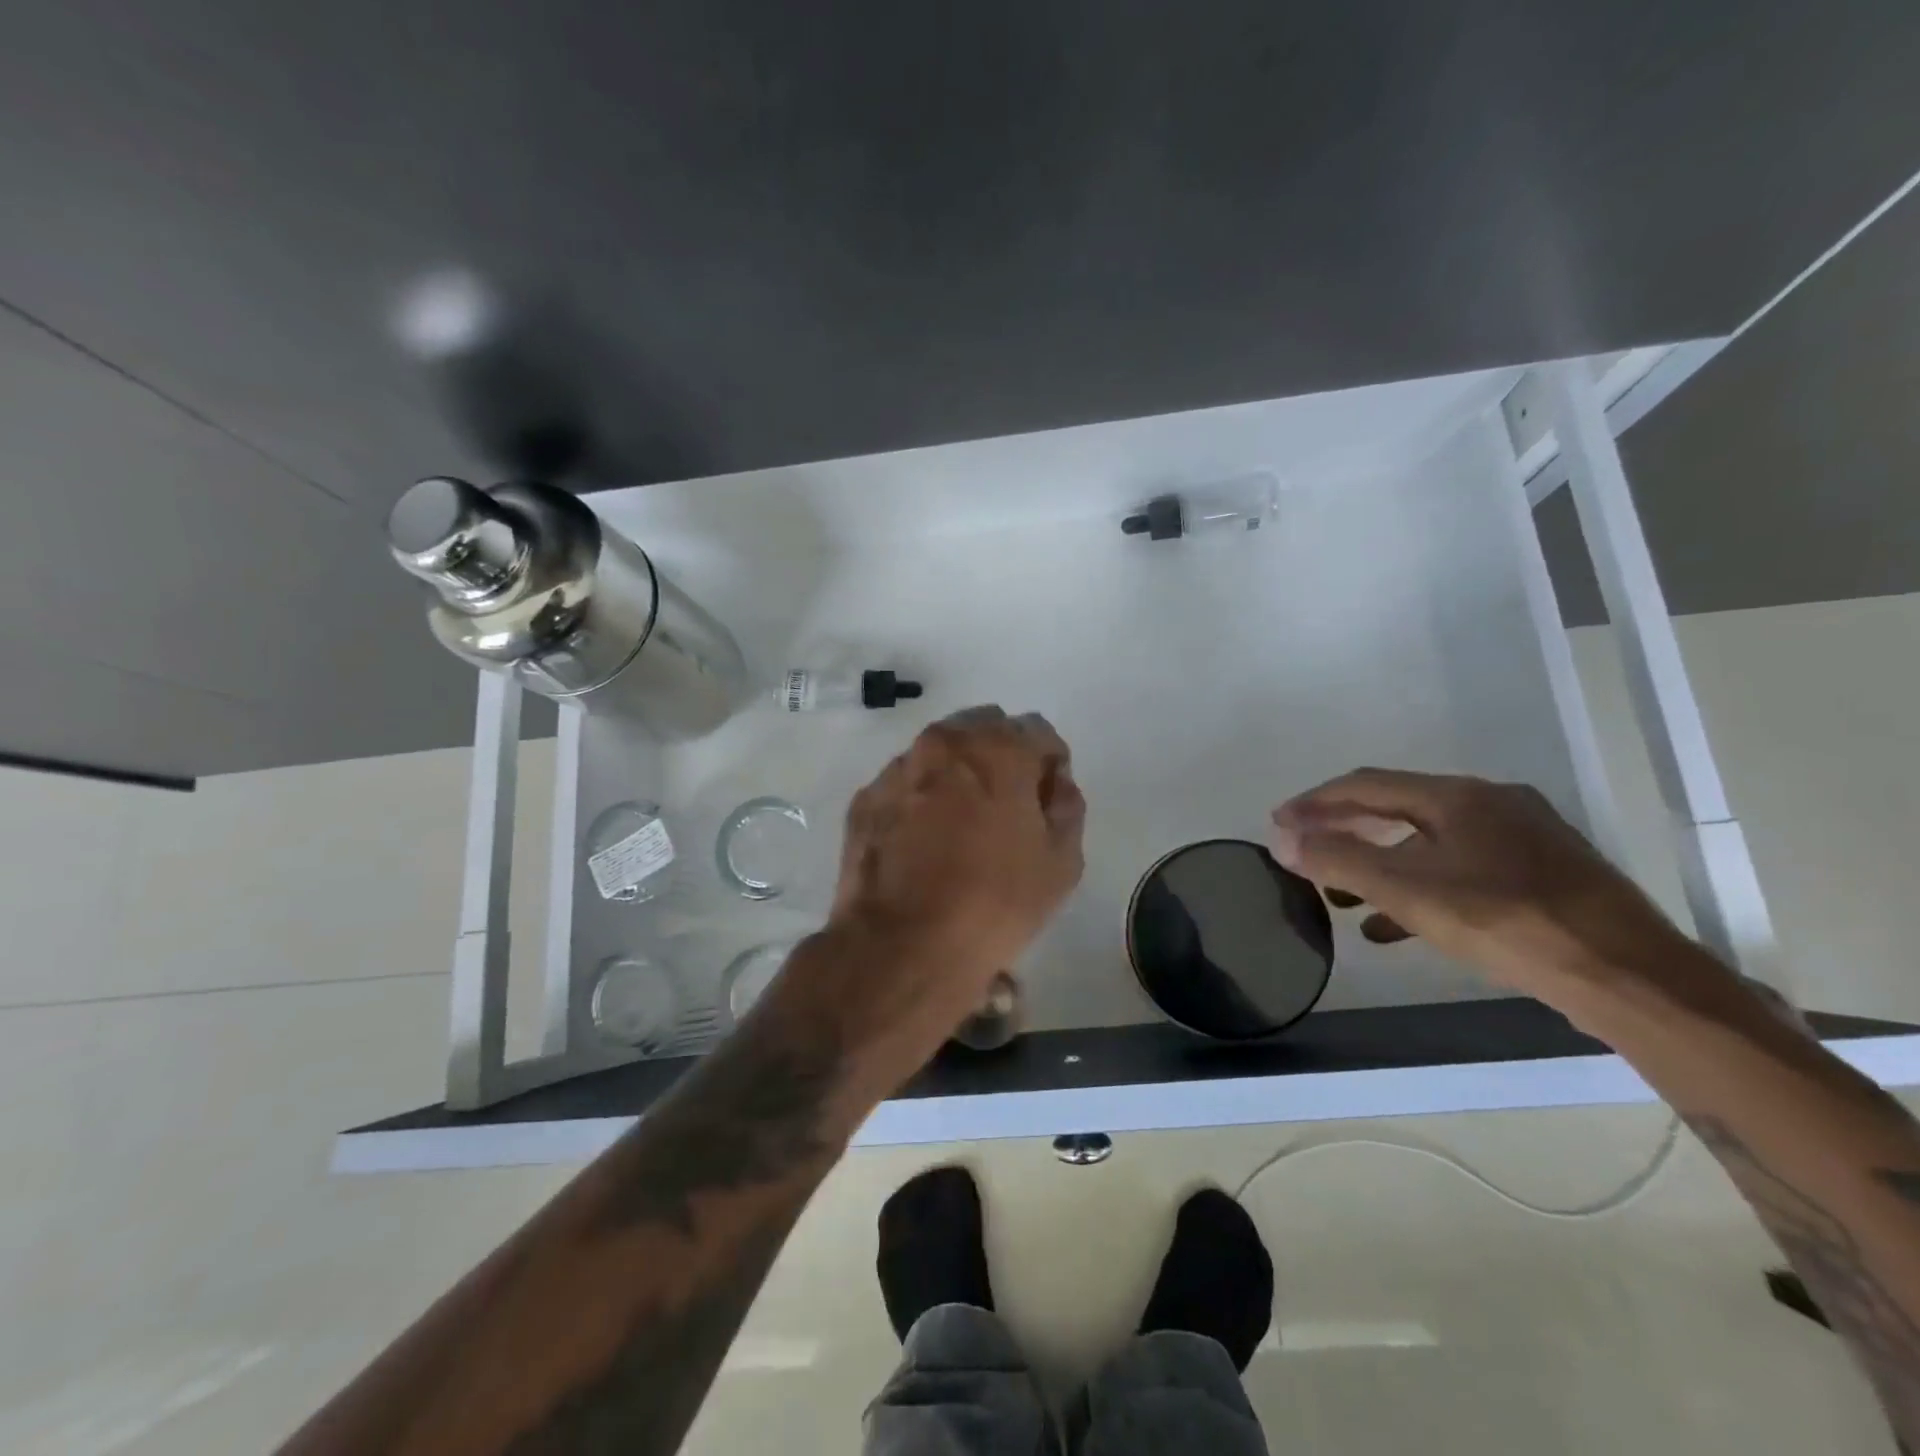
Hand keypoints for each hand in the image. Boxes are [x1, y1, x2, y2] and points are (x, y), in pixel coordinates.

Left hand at [820, 706, 1085, 1050]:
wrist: (902, 945)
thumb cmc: (994, 902)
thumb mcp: (1062, 861)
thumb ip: (1066, 806)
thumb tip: (1054, 784)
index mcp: (998, 748)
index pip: (1037, 731)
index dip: (1049, 765)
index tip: (1047, 801)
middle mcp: (944, 743)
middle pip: (984, 730)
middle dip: (1001, 758)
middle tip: (1006, 808)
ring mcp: (898, 769)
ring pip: (939, 754)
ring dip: (957, 775)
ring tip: (960, 827)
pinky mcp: (865, 799)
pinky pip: (905, 784)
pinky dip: (920, 799)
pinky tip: (923, 843)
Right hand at [1268, 768, 1694, 1006]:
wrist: (1634, 979)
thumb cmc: (1510, 923)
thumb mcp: (1411, 891)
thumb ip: (1340, 861)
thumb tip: (1281, 839)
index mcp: (1458, 797)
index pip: (1367, 785)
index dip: (1315, 802)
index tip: (1277, 822)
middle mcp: (1491, 805)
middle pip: (1397, 808)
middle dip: (1344, 830)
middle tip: (1305, 850)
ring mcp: (1522, 840)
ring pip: (1428, 843)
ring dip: (1378, 862)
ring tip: (1340, 894)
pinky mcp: (1541, 877)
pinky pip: (1460, 871)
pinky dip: (1418, 888)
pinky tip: (1395, 924)